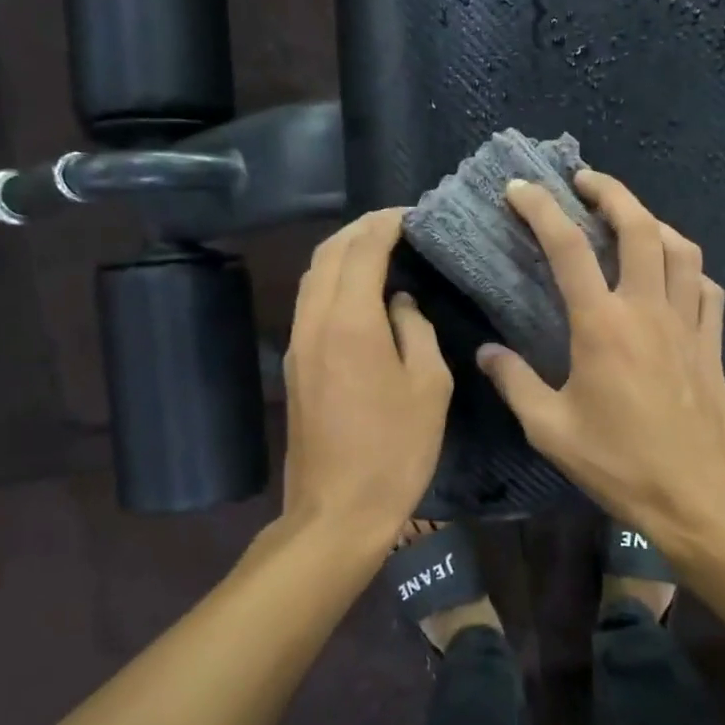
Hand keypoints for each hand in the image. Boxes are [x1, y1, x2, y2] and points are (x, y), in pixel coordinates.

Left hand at [282, 210, 451, 541]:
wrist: (338, 510)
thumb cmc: (395, 450)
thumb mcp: (428, 386)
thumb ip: (416, 331)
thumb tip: (400, 305)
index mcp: (350, 321)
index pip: (363, 250)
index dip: (386, 224)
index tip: (412, 214)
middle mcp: (315, 322)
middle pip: (328, 255)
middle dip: (360, 230)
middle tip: (396, 224)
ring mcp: (298, 345)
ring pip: (312, 278)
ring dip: (342, 254)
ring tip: (377, 249)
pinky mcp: (295, 367)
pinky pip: (310, 304)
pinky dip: (332, 282)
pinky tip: (358, 292)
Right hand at [475, 172, 724, 538]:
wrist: (696, 495)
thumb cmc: (619, 464)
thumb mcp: (550, 430)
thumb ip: (515, 383)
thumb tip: (487, 352)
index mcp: (602, 325)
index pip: (568, 248)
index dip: (541, 209)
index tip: (520, 188)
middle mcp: (648, 309)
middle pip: (638, 227)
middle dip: (611, 191)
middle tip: (584, 181)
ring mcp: (688, 323)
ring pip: (681, 249)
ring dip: (653, 221)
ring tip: (630, 218)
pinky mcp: (712, 343)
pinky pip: (707, 288)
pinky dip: (688, 268)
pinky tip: (675, 275)